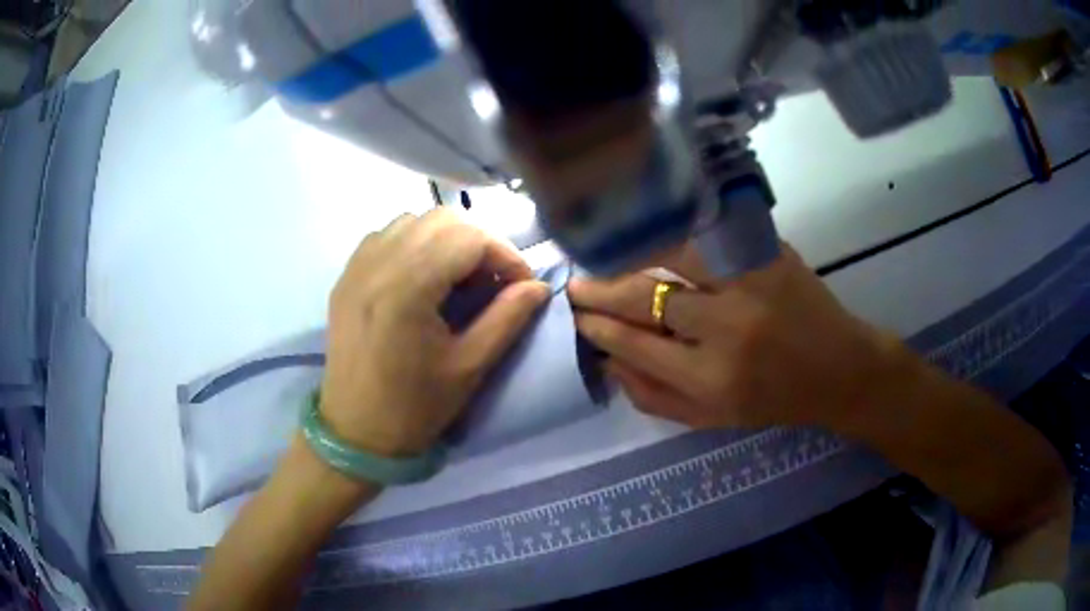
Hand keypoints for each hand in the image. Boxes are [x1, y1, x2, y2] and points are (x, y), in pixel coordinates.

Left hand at [320, 210, 549, 456]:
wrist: (355, 432)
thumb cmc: (415, 409)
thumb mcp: (469, 367)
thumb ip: (508, 318)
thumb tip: (540, 287)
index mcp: (407, 290)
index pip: (469, 238)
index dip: (506, 255)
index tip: (522, 285)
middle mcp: (377, 265)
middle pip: (442, 219)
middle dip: (480, 242)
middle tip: (494, 280)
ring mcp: (356, 267)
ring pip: (413, 220)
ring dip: (447, 238)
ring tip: (460, 276)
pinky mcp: (346, 276)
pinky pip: (386, 235)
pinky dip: (415, 242)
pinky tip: (424, 275)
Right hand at [568, 243, 898, 429]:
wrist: (840, 369)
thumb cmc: (774, 400)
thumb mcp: (712, 419)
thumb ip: (654, 398)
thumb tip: (606, 362)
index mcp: (711, 380)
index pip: (633, 343)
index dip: (596, 327)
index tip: (576, 316)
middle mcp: (726, 329)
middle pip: (644, 297)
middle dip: (599, 290)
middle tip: (575, 284)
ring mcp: (750, 284)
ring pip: (670, 255)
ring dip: (630, 254)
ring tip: (606, 255)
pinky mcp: (769, 254)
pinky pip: (707, 237)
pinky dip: (673, 235)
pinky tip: (651, 235)